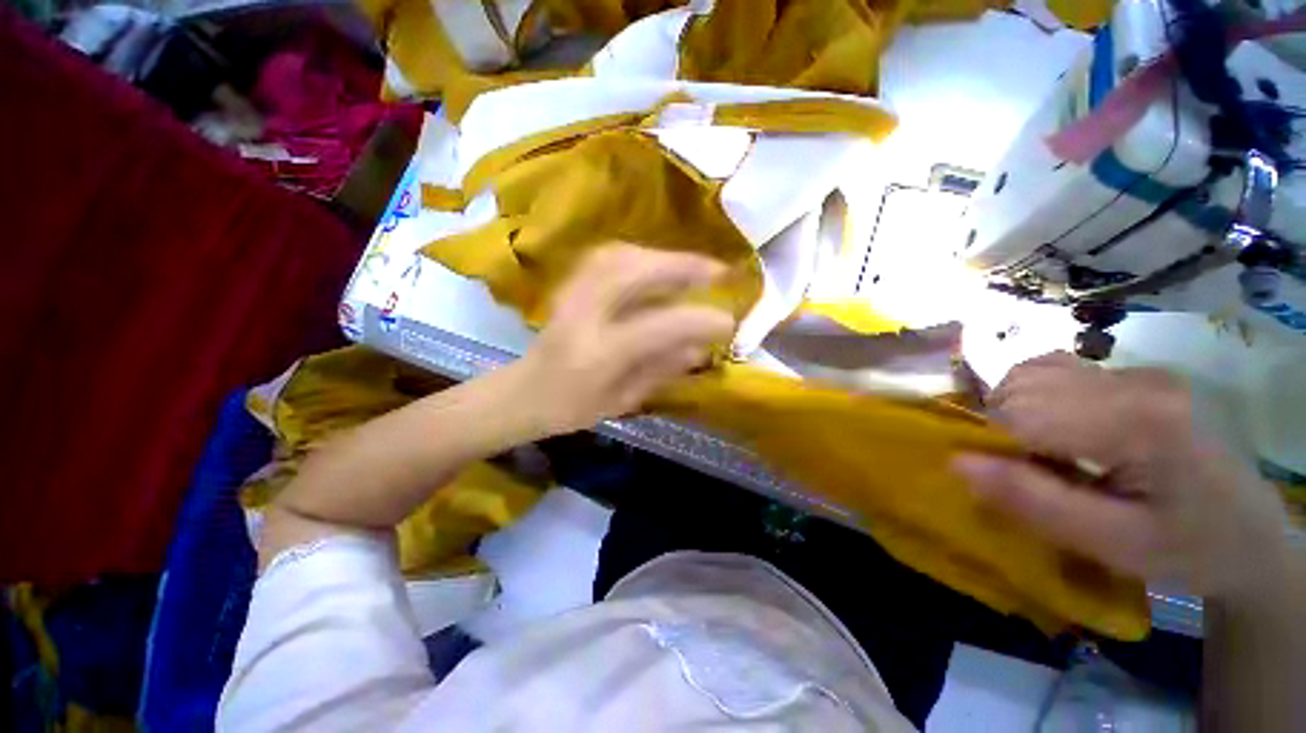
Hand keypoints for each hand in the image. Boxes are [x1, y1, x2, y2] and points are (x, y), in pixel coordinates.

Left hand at [513, 245, 734, 435]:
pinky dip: (642, 255)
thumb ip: (662, 370)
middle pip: (635, 272)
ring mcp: (572, 293)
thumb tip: (701, 347)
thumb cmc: (571, 408)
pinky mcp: (570, 283)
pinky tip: (660, 265)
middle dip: (684, 266)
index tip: (728, 321)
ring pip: (622, 255)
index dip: (697, 320)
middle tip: (719, 272)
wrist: (522, 392)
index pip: (657, 327)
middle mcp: (583, 315)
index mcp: (597, 355)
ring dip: (664, 256)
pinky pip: (610, 256)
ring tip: (695, 269)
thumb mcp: (622, 400)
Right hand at [952, 352, 1291, 600]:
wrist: (1250, 533)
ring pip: (1030, 373)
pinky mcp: (1133, 374)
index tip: (1001, 482)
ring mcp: (1136, 372)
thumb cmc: (1188, 549)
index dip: (993, 445)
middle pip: (1022, 387)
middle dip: (1003, 429)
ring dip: (1013, 411)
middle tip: (1031, 474)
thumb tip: (956, 462)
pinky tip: (1053, 427)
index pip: (1023, 413)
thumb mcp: (1112, 544)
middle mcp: (1135, 380)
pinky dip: (1032, 396)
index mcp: (1140, 422)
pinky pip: (1052, 371)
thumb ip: (1034, 501)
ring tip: (1040, 452)